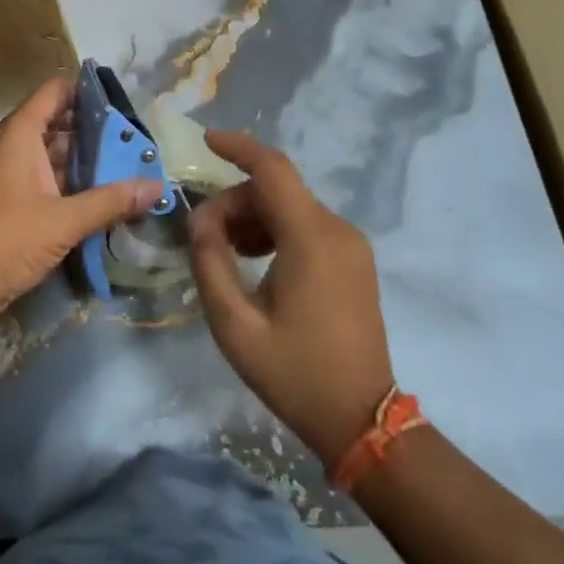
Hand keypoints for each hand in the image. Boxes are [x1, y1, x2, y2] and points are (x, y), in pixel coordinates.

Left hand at [0, 76, 165, 326]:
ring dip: (80, 157)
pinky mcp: (3, 194)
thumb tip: (157, 188)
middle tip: (131, 140)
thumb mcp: (65, 221)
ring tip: (122, 164)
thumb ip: (111, 201)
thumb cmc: (7, 240)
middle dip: (91, 129)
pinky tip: (96, 191)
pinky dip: (65, 177)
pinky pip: (38, 172)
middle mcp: (8, 143)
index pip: (54, 91)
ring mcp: (3, 169)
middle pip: (53, 119)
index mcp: (17, 133)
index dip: (86, 92)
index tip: (121, 105)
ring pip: (47, 149)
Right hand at [189, 131, 394, 468]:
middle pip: (276, 190)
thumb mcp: (235, 325)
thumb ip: (210, 263)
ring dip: (253, 217)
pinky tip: (255, 260)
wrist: (362, 421)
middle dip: (234, 202)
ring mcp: (350, 244)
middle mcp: (336, 229)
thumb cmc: (296, 374)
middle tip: (204, 237)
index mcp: (311, 238)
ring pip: (290, 206)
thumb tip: (200, 221)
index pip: (272, 169)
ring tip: (226, 253)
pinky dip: (275, 230)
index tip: (205, 141)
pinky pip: (307, 225)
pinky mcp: (354, 260)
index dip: (237, 147)